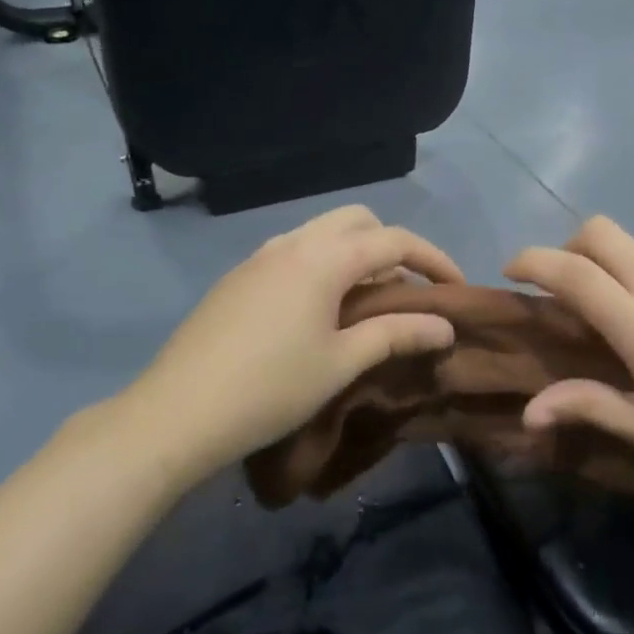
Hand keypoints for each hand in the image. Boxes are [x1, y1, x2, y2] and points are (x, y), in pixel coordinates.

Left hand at [118, 206, 463, 489]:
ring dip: (356, 253)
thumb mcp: (342, 363)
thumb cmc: (271, 388)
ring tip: (368, 300)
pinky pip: (295, 251)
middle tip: (408, 289)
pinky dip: (324, 264)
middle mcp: (293, 242)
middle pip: (358, 221)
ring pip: (323, 232)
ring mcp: (260, 257)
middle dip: (392, 245)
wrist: (176, 412)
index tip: (457, 288)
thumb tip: (445, 325)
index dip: (434, 259)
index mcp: (323, 257)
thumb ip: (397, 334)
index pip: (395, 240)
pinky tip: (320, 310)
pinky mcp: (240, 277)